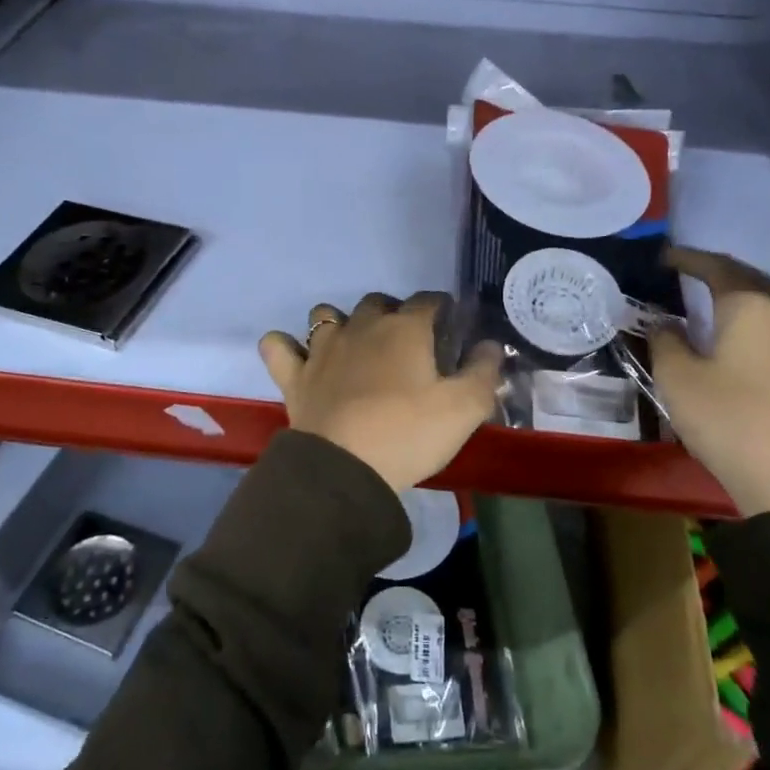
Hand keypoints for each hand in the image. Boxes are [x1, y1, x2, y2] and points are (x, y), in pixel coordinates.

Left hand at [259, 292, 504, 493]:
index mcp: (405, 329)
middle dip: (393, 313)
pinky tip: (298, 358)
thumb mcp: (464, 408)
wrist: (346, 468)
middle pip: (378, 302)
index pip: (429, 300)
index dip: (442, 309)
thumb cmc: (409, 433)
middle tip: (406, 346)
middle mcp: (361, 326)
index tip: (450, 328)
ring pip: (325, 314)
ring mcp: (322, 348)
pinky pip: (277, 346)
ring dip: (339, 323)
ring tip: (353, 349)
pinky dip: (285, 347)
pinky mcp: (294, 375)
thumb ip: (484, 371)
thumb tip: (492, 344)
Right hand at [649, 247, 769, 517]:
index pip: (718, 268)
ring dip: (745, 300)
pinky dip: (757, 330)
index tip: (665, 257)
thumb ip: (666, 342)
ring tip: (716, 309)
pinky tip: (742, 350)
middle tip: (695, 273)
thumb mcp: (677, 378)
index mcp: (750, 309)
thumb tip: (666, 324)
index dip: (690, 259)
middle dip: (724, 272)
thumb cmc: (728, 419)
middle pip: (754, 281)